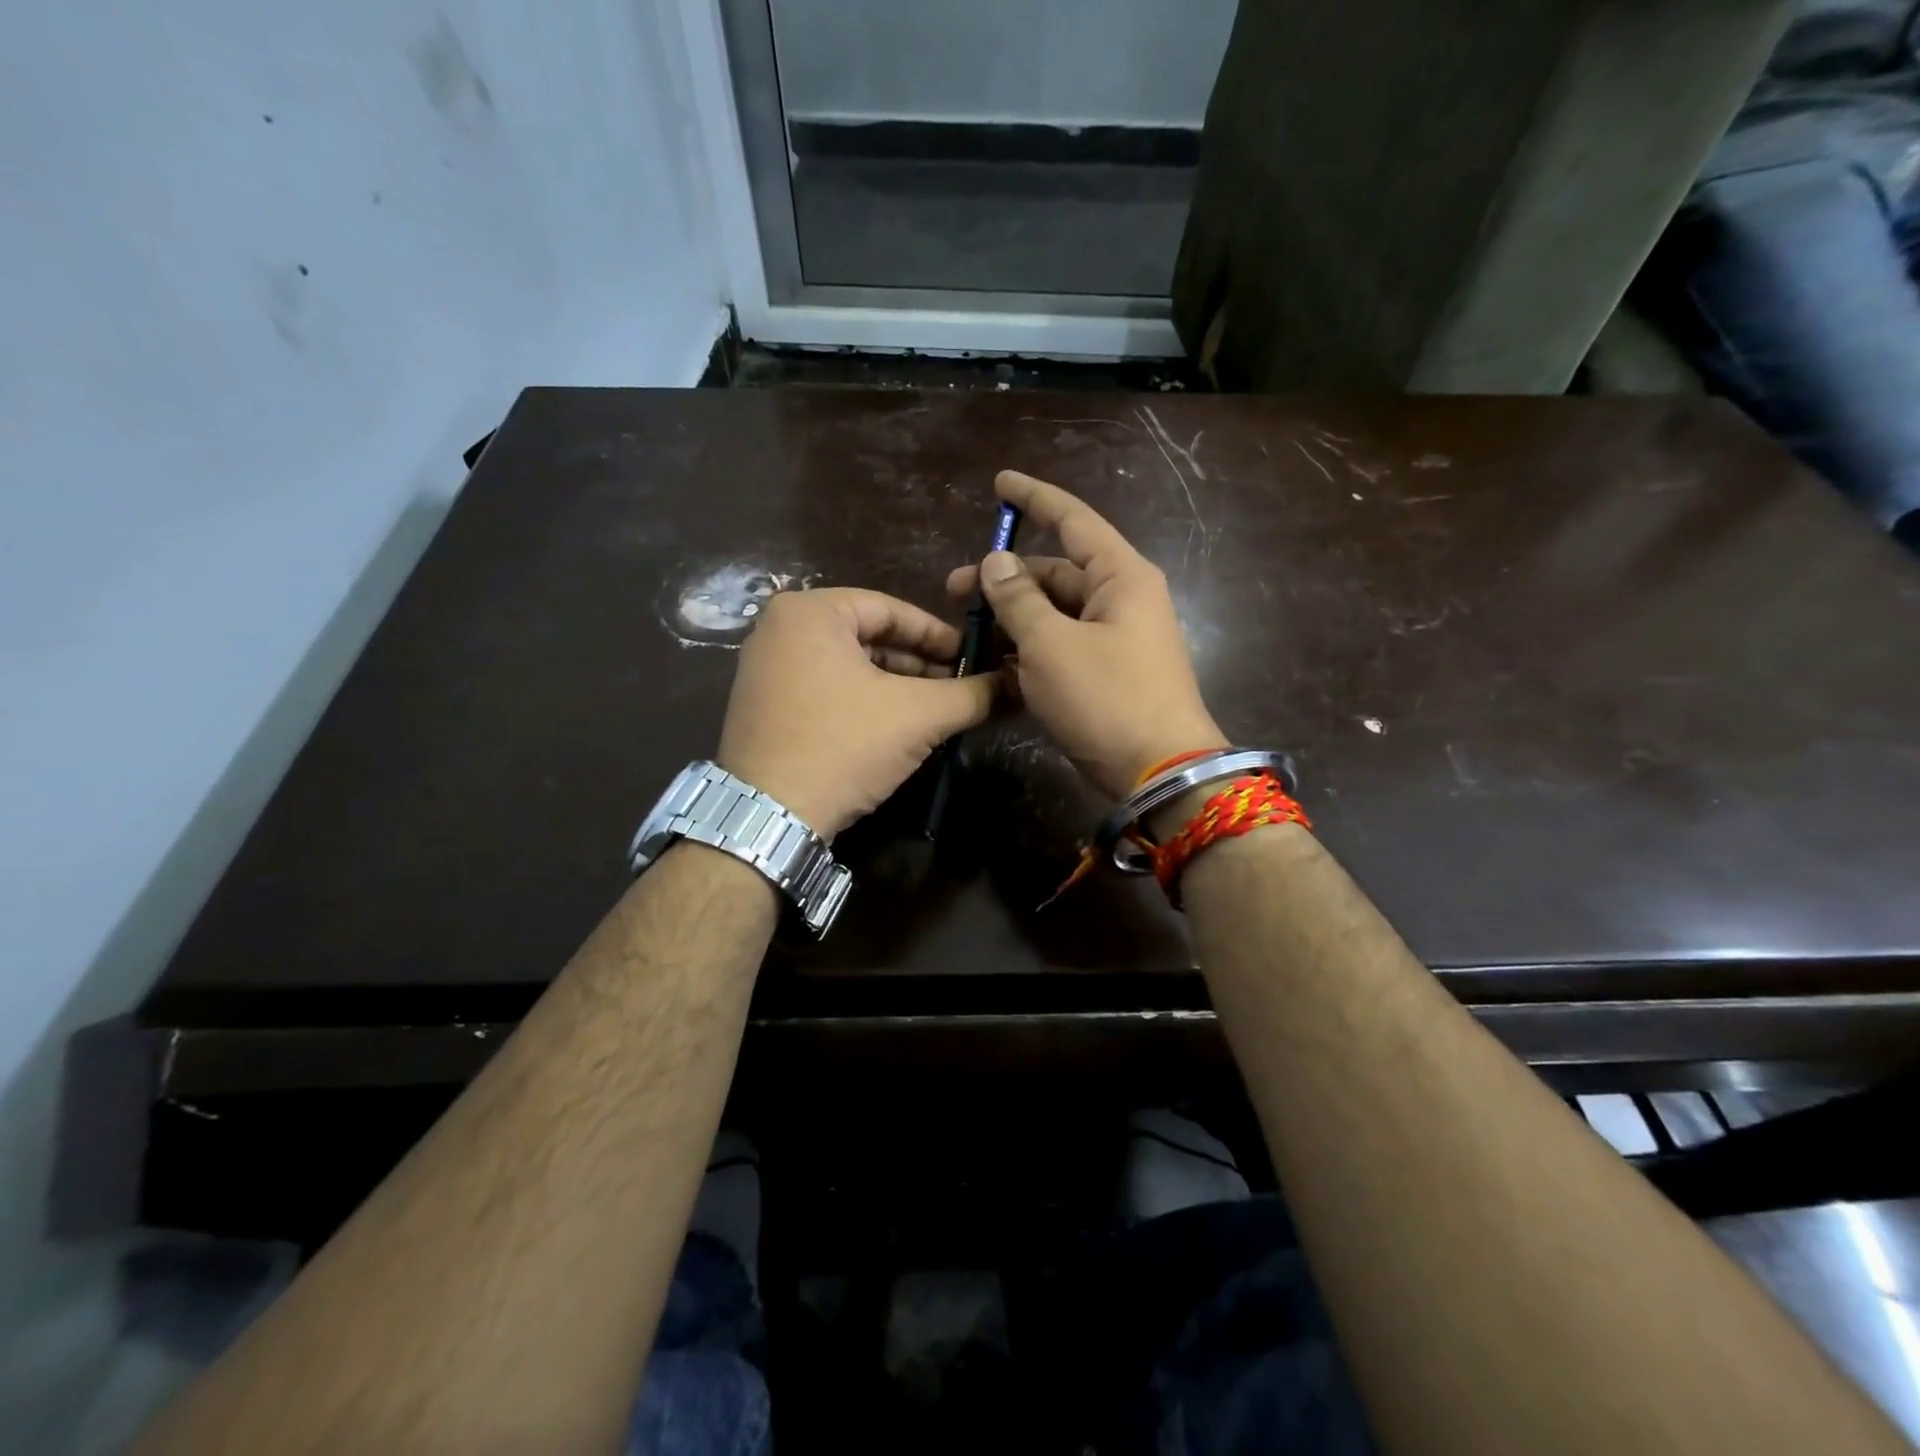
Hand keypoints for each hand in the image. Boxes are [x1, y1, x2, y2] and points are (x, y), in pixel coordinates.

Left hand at [715, 588, 994, 840]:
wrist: (768, 817)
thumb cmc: (843, 745)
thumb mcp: (919, 715)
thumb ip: (974, 694)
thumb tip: (1019, 685)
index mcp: (810, 611)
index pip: (892, 609)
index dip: (939, 635)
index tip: (974, 658)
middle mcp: (779, 628)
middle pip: (869, 637)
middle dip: (918, 665)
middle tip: (959, 688)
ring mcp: (764, 668)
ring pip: (848, 665)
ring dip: (895, 686)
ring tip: (934, 712)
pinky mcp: (762, 705)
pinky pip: (825, 688)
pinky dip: (863, 702)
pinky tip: (894, 728)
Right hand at [946, 471, 1224, 800]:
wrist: (1158, 773)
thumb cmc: (1107, 698)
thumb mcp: (1051, 645)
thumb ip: (1019, 598)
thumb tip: (996, 561)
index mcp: (1120, 576)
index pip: (1073, 520)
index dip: (1035, 499)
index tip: (999, 484)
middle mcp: (1120, 600)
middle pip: (1055, 573)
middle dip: (1004, 578)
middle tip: (952, 591)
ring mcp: (1113, 639)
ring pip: (1053, 614)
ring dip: (1011, 620)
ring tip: (967, 635)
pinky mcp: (1104, 674)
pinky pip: (1060, 648)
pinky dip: (1028, 652)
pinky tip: (993, 665)